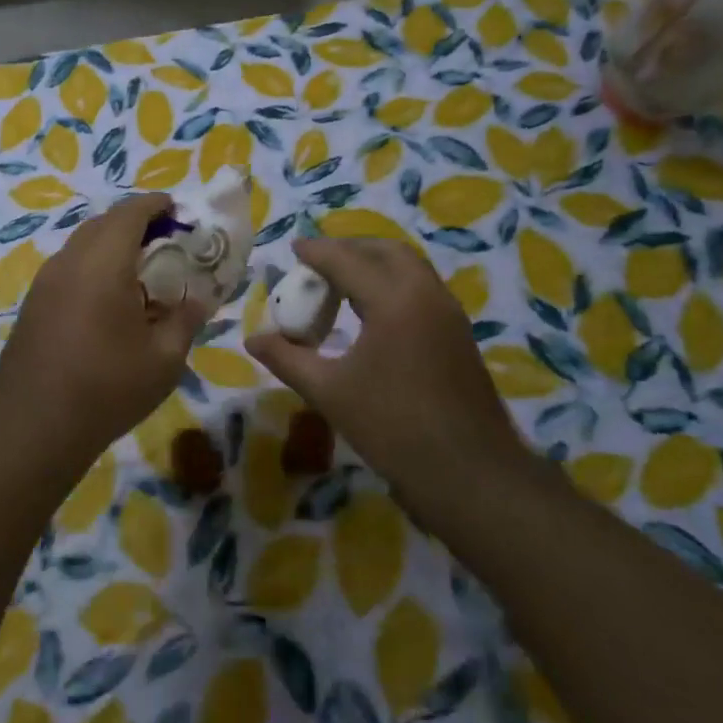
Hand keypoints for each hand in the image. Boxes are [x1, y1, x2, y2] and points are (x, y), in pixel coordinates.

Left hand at [0, 194, 210, 453]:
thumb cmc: (106, 388)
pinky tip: (108, 299)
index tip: (179, 210)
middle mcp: (69, 261)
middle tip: (165, 241)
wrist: (33, 426)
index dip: (156, 204)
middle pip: (103, 223)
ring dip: (111, 244)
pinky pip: (68, 268)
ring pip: (82, 244)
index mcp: (103, 263)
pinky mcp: (33, 304)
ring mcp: (45, 282)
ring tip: (140, 270)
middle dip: (135, 222)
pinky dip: (93, 266)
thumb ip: (185, 320)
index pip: (130, 212)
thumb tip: (198, 300)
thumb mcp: (164, 359)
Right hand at [246, 237, 533, 506]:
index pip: (346, 260)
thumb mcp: (329, 392)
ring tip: (339, 286)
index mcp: (394, 300)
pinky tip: (371, 314)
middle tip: (318, 263)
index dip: (316, 252)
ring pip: (409, 269)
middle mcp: (426, 294)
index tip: (293, 247)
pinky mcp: (458, 335)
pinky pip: (421, 290)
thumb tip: (252, 340)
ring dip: (373, 266)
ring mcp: (449, 314)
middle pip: (386, 252)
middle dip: (349, 249)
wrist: (470, 475)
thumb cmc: (393, 428)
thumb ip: (287, 358)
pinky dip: (392, 286)